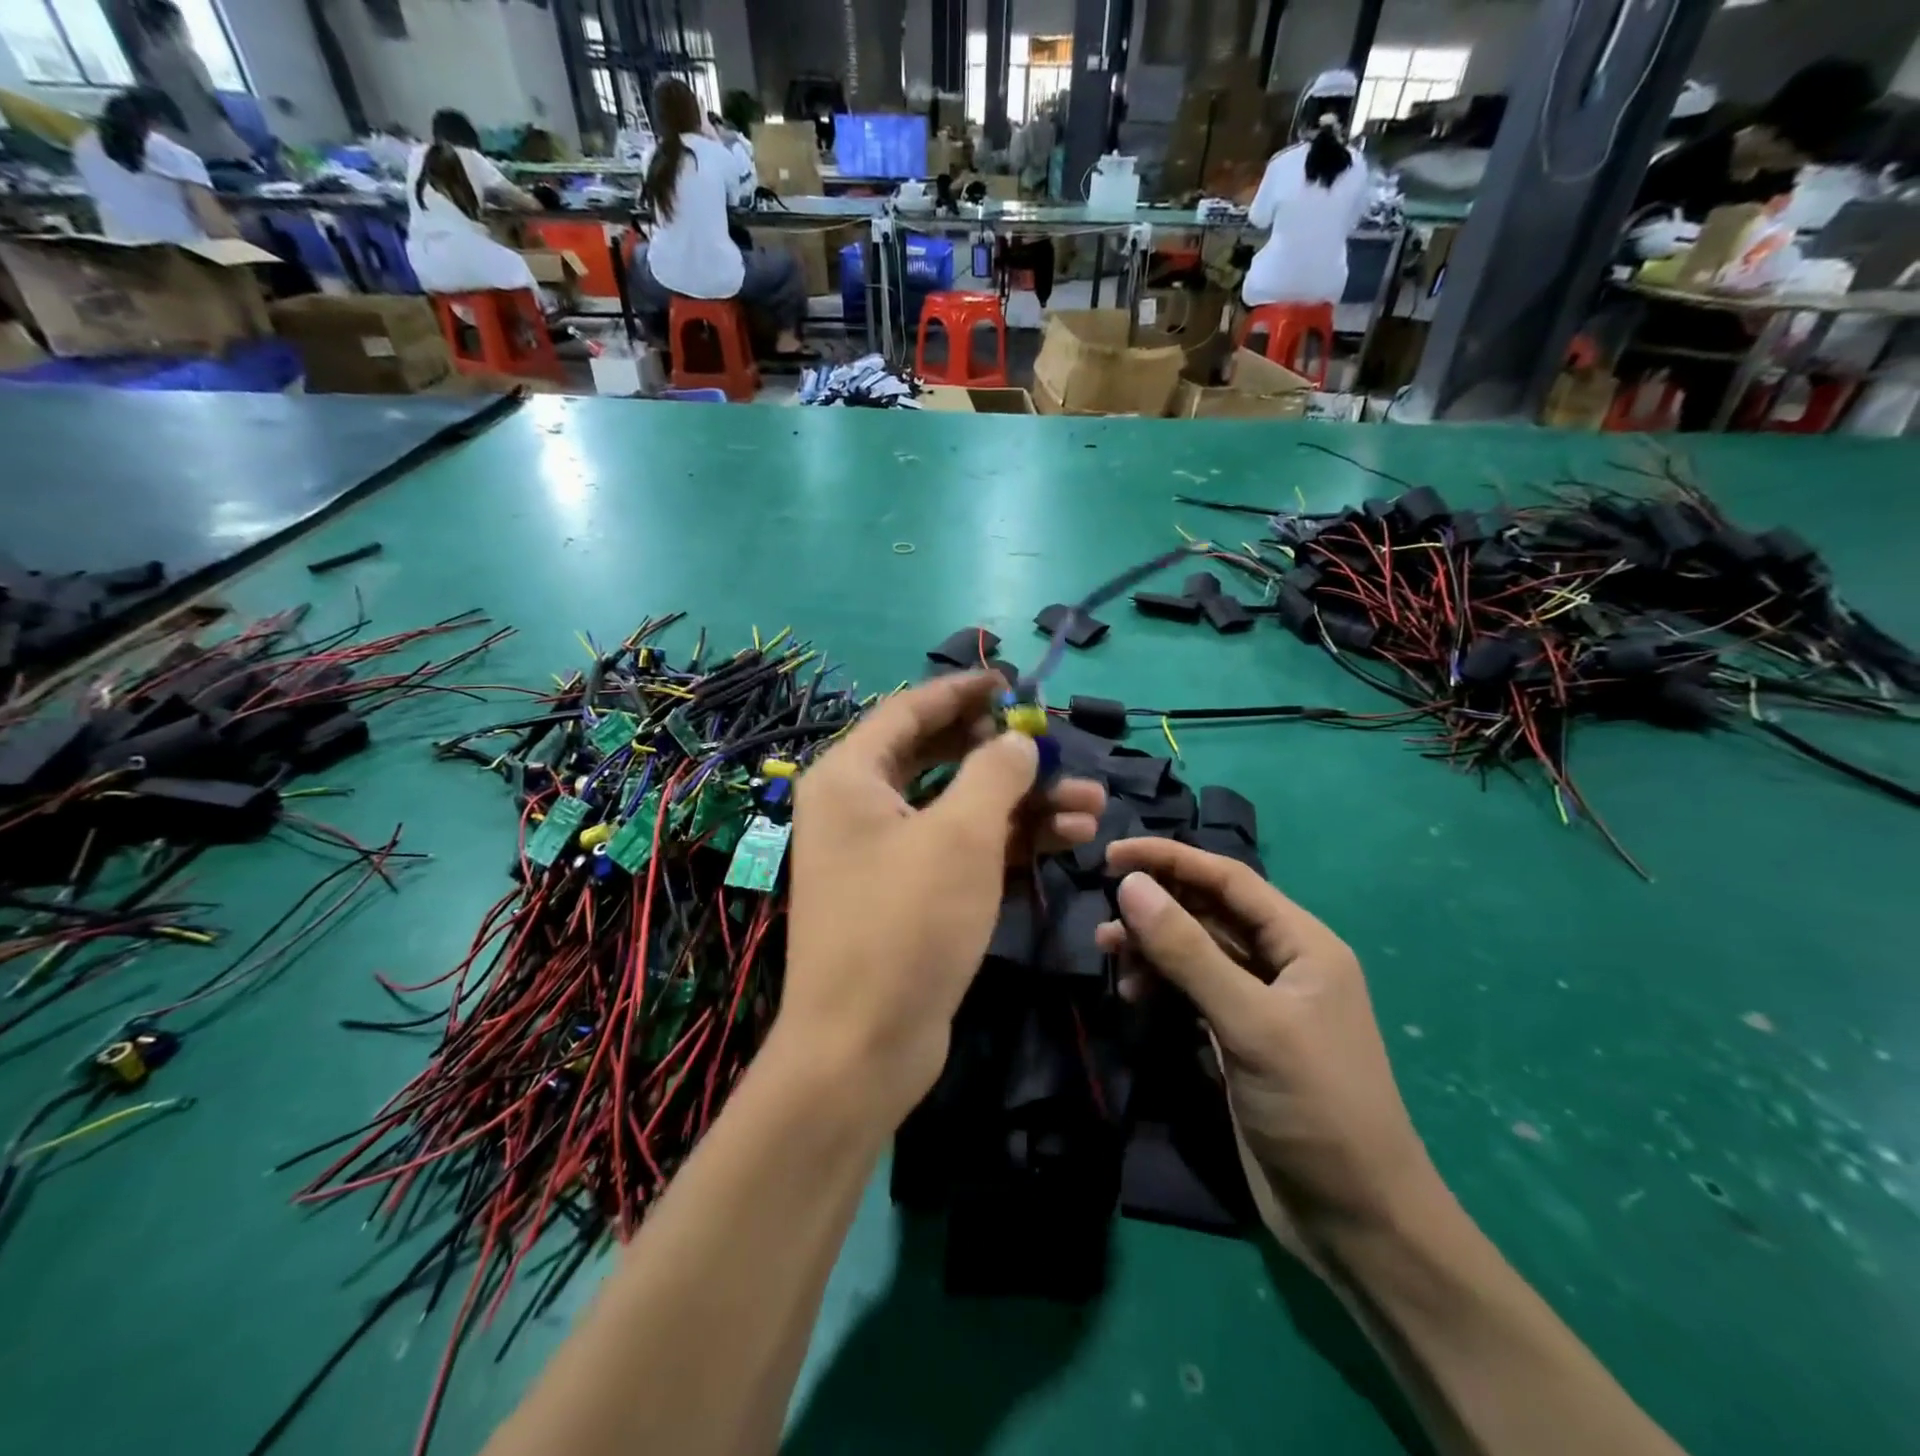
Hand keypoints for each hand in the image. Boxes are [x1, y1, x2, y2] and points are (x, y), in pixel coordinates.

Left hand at [781, 673, 1105, 1124]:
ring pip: (961, 808)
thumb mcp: (961, 835)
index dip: (964, 691)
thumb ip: (995, 773)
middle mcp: (861, 807)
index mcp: (851, 777)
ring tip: (1093, 802)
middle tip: (1058, 747)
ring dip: (1025, 803)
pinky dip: (1011, 841)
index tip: (1014, 682)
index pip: (910, 711)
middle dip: (1007, 755)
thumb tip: (1017, 740)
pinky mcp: (912, 895)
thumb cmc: (907, 923)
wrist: (865, 1046)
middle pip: (941, 758)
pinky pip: (963, 849)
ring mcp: (886, 854)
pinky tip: (1072, 837)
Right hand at [1095, 838, 1439, 1266]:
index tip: (1110, 855)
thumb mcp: (1251, 1023)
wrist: (1357, 1222)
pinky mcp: (1238, 1037)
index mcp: (1303, 944)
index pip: (1228, 879)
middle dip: (1156, 907)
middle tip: (1104, 917)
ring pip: (1195, 952)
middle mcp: (1282, 963)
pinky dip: (1160, 986)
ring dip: (1152, 948)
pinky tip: (1133, 996)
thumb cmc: (1316, 1108)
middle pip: (1209, 912)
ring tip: (1109, 956)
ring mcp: (1259, 1002)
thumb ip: (1189, 952)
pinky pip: (1191, 991)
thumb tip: (1129, 885)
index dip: (1170, 859)